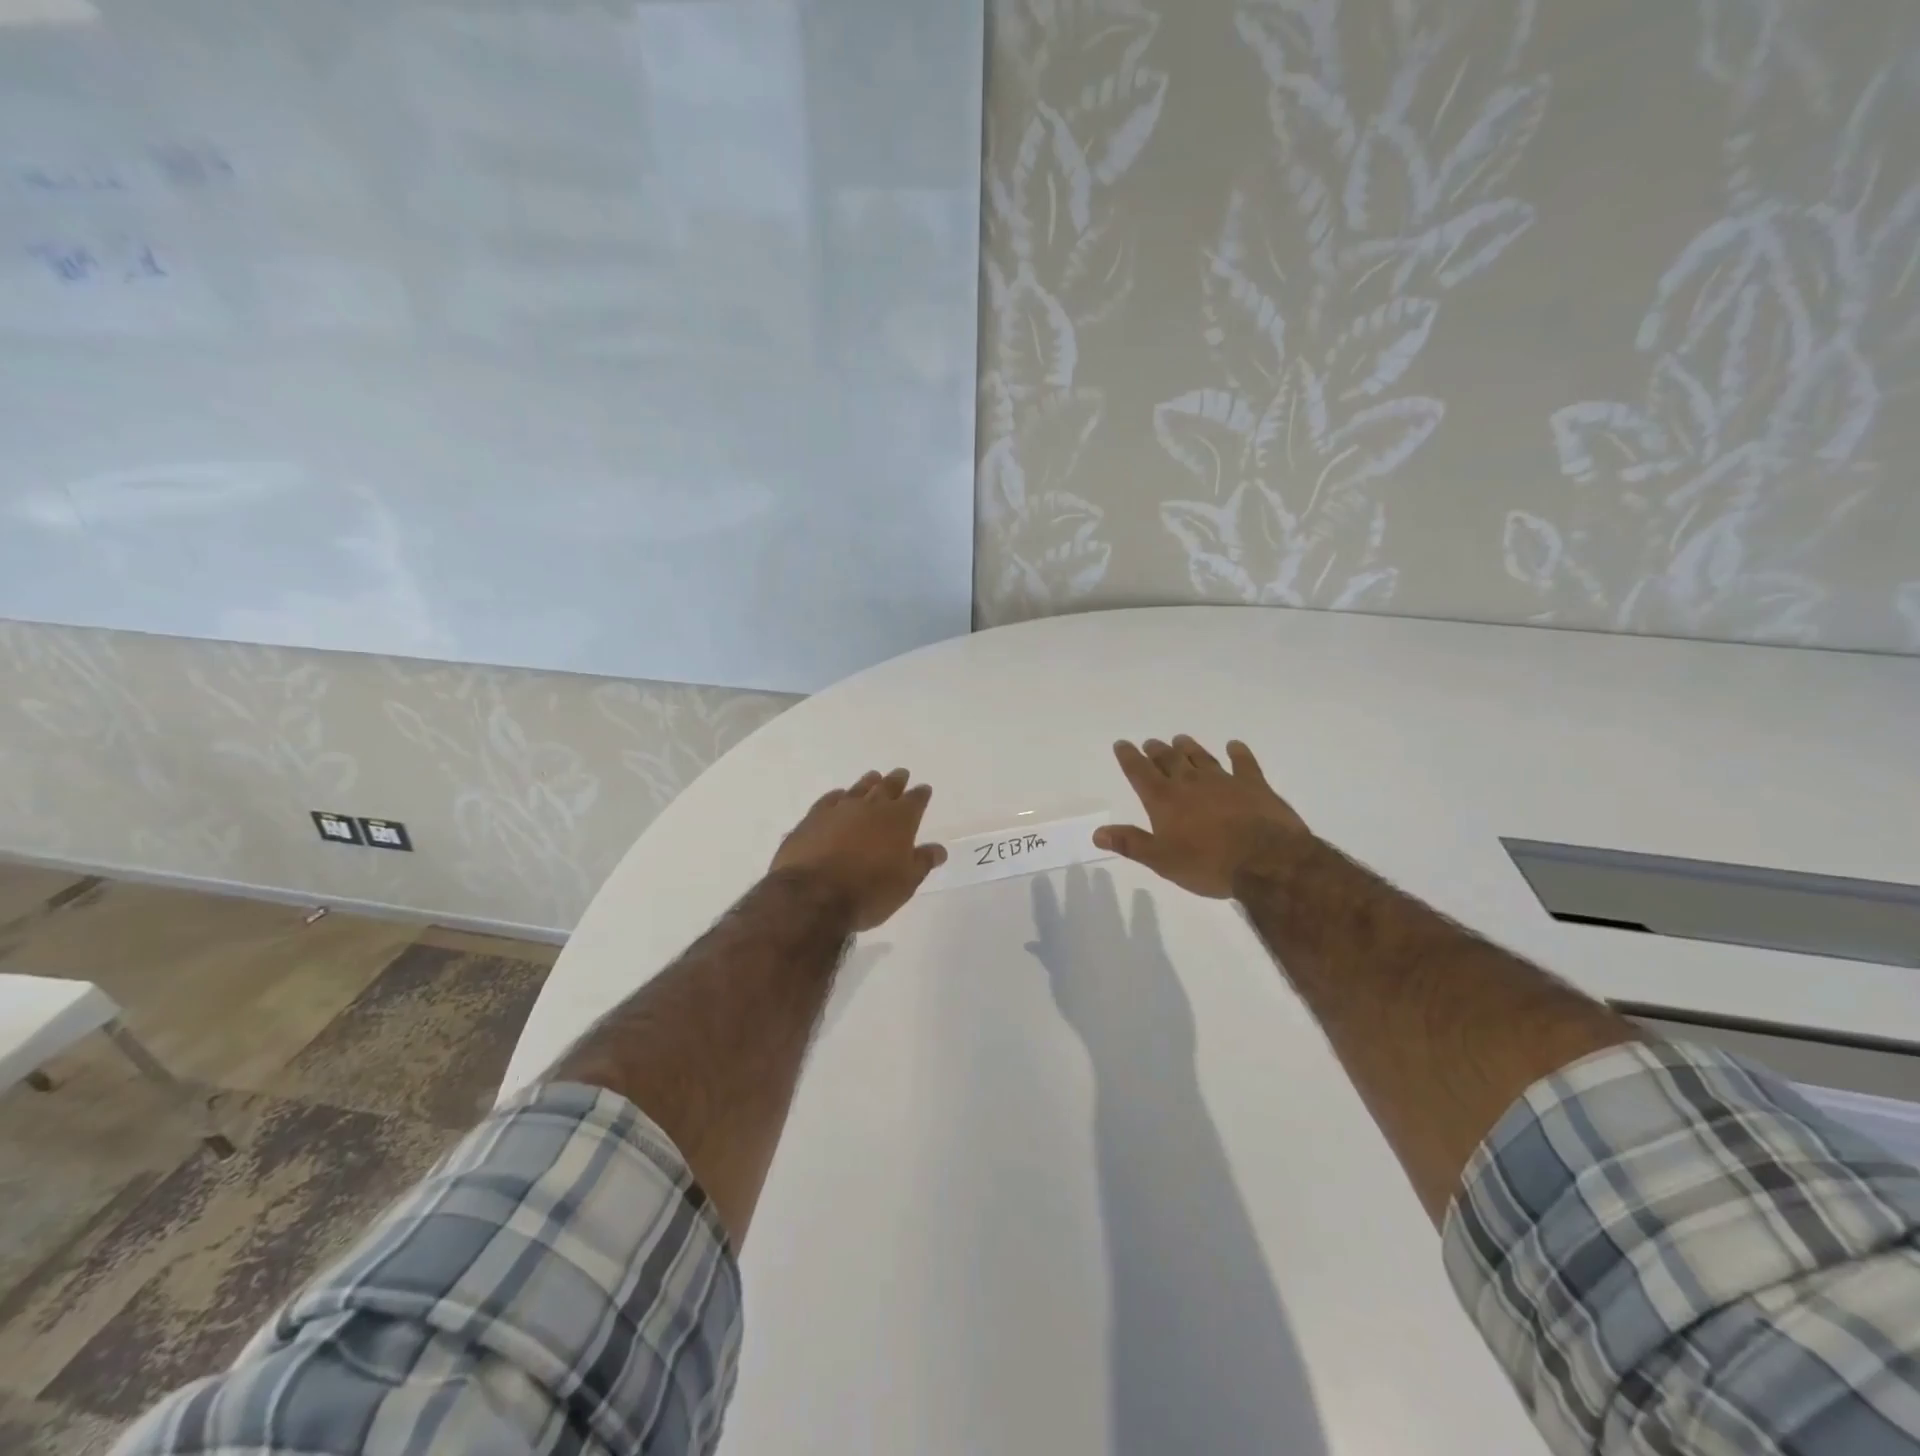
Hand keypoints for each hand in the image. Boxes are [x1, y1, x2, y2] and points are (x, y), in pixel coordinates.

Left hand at [770, 768, 947, 929]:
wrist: (813, 895)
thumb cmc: (869, 892)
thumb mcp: (905, 883)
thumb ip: (922, 862)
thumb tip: (939, 849)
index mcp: (899, 820)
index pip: (915, 800)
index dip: (921, 794)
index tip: (924, 789)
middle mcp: (871, 807)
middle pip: (887, 787)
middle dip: (897, 780)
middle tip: (901, 773)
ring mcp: (839, 809)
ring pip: (858, 788)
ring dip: (868, 782)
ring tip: (873, 777)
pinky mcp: (813, 818)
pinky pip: (829, 800)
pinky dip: (837, 796)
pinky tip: (838, 796)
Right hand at [1094, 736, 1311, 897]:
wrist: (1266, 861)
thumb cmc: (1208, 865)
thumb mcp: (1162, 860)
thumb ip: (1130, 843)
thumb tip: (1097, 832)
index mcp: (1164, 800)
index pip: (1140, 773)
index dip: (1129, 757)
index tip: (1122, 744)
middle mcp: (1190, 783)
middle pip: (1169, 760)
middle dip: (1157, 751)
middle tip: (1150, 742)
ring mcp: (1223, 781)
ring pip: (1200, 757)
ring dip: (1188, 748)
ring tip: (1180, 739)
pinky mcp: (1254, 785)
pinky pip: (1243, 763)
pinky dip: (1237, 753)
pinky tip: (1234, 746)